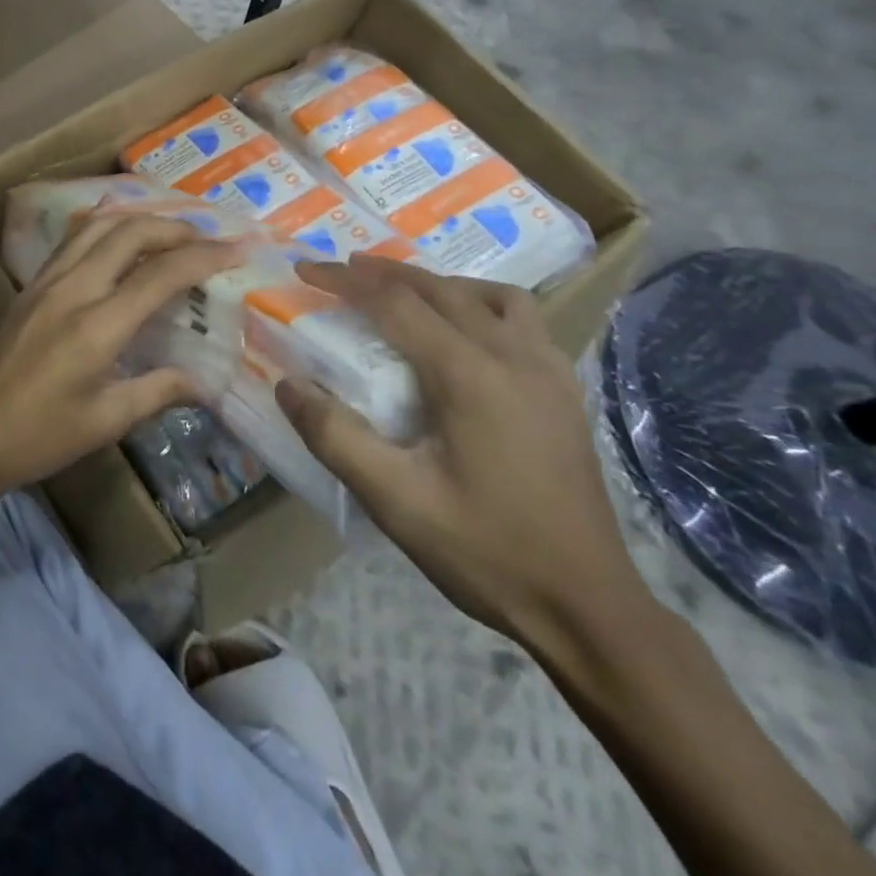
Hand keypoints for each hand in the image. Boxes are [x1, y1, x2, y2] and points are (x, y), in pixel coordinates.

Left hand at [0, 215, 239, 501]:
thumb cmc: (38, 436)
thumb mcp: (105, 422)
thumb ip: (158, 392)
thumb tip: (203, 382)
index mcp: (96, 326)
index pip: (160, 274)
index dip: (204, 257)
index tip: (237, 250)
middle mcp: (71, 290)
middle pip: (128, 233)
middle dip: (173, 228)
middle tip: (206, 240)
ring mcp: (45, 283)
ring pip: (96, 227)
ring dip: (137, 221)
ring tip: (168, 233)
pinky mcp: (29, 287)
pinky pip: (72, 240)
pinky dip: (104, 229)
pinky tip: (117, 241)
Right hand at [278, 258, 652, 654]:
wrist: (588, 607)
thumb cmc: (486, 551)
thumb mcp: (396, 501)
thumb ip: (335, 437)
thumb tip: (287, 385)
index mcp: (469, 375)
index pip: (394, 303)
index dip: (344, 280)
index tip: (304, 267)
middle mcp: (512, 355)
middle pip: (438, 287)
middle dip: (382, 271)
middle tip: (338, 268)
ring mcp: (547, 370)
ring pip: (486, 294)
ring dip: (435, 282)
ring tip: (400, 292)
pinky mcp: (564, 389)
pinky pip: (520, 318)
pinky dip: (479, 302)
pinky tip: (465, 329)